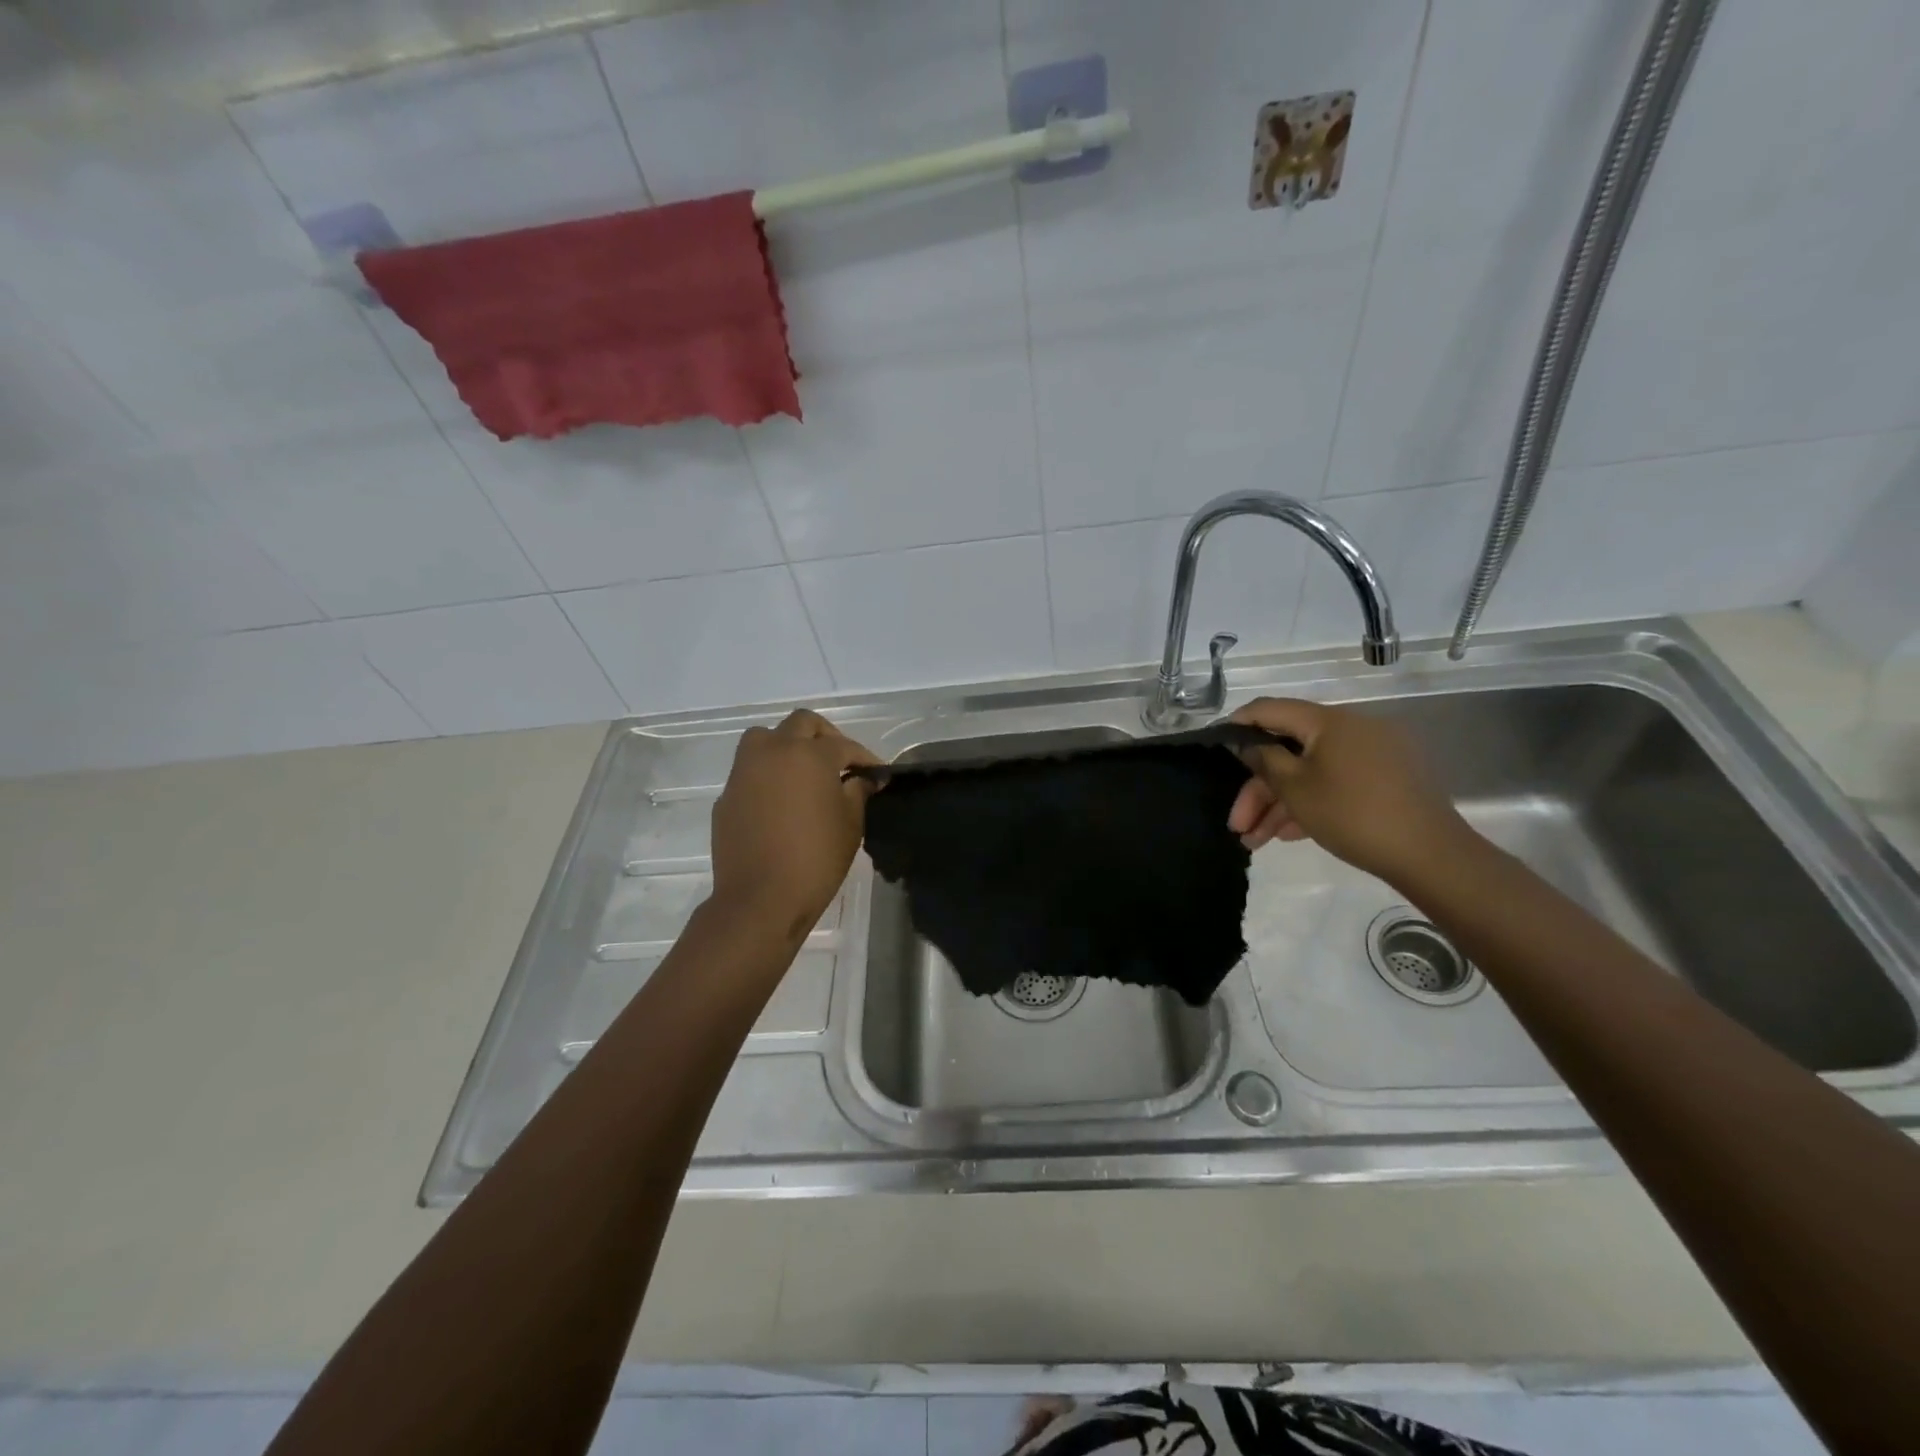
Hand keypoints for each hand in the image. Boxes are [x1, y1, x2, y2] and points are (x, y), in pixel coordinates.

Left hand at [709, 710, 880, 940]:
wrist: (760, 899)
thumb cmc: (815, 858)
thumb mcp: (850, 824)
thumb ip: (858, 791)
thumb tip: (863, 778)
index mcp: (808, 755)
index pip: (843, 745)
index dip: (864, 758)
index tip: (877, 774)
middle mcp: (773, 752)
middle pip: (801, 723)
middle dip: (825, 736)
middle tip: (841, 762)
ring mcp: (744, 772)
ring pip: (765, 738)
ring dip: (787, 746)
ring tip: (804, 772)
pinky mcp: (727, 796)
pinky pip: (750, 771)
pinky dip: (768, 775)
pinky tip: (781, 802)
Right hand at [1226, 697, 1471, 886]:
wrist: (1429, 854)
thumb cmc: (1352, 814)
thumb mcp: (1295, 788)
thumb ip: (1264, 759)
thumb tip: (1246, 742)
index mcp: (1329, 721)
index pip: (1270, 709)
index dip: (1238, 724)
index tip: (1214, 745)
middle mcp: (1351, 729)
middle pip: (1289, 750)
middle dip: (1258, 789)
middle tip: (1237, 823)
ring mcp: (1371, 754)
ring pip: (1310, 772)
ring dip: (1279, 804)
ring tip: (1255, 843)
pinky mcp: (1385, 780)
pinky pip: (1335, 782)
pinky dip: (1309, 803)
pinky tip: (1288, 835)